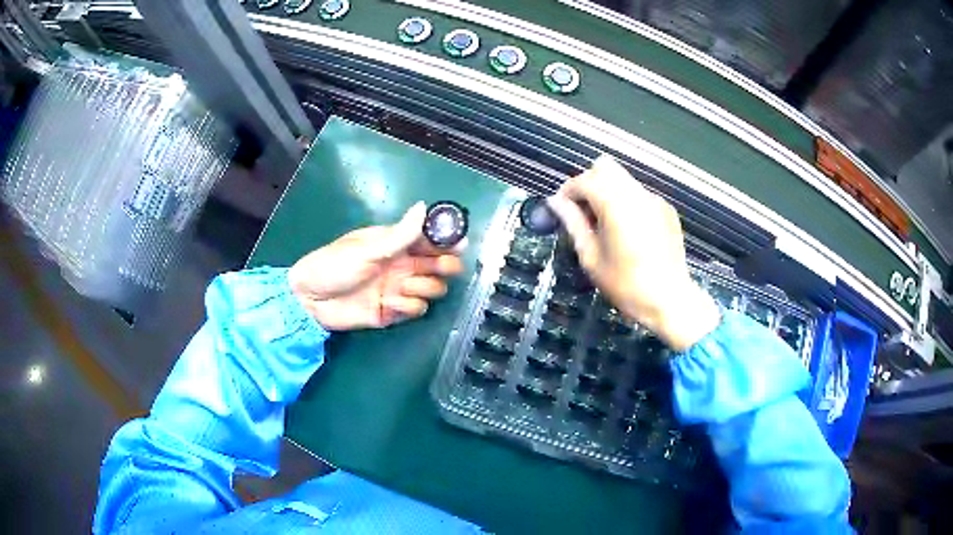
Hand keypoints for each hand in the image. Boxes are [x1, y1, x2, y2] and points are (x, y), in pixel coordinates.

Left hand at [288, 202, 464, 330]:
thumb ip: (400, 234)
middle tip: (441, 267)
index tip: (458, 243)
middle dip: (445, 266)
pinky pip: (418, 309)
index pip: (431, 239)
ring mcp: (400, 288)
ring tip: (401, 286)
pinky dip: (408, 306)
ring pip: (433, 288)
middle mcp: (403, 265)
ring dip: (422, 287)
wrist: (311, 301)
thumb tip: (423, 207)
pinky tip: (390, 302)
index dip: (447, 240)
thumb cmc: (334, 266)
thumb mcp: (367, 248)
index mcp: (396, 243)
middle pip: (440, 265)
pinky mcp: (395, 312)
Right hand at [547, 155, 719, 350]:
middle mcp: (636, 193)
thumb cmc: (626, 285)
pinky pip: (640, 194)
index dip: (568, 191)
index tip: (561, 208)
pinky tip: (629, 231)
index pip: (584, 180)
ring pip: (623, 179)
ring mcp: (654, 199)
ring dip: (608, 191)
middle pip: (605, 167)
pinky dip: (627, 202)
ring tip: (605, 223)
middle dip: (589, 183)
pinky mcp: (666, 209)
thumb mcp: (592, 257)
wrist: (670, 300)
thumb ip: (573, 224)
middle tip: (584, 212)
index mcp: (615, 204)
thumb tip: (556, 203)